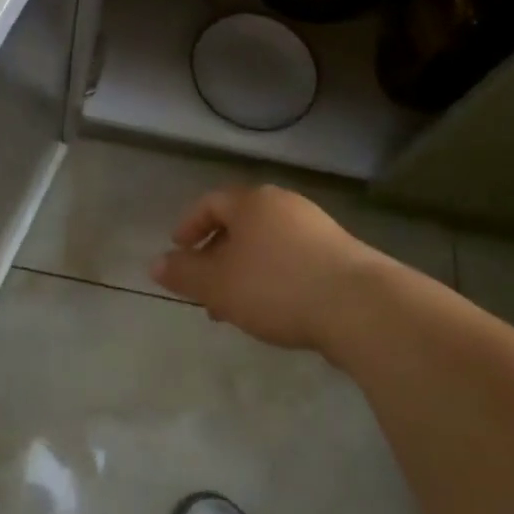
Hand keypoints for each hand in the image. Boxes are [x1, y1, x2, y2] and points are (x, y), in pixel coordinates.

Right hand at [151, 185, 386, 352]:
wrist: (358, 304)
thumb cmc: (277, 285)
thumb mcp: (219, 284)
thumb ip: (185, 274)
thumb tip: (155, 264)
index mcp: (252, 202)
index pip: (211, 203)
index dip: (190, 226)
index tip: (177, 252)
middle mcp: (283, 204)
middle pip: (240, 223)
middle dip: (218, 256)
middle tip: (205, 290)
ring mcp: (315, 226)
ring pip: (266, 244)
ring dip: (245, 271)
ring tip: (236, 309)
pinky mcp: (339, 253)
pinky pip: (293, 258)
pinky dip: (274, 277)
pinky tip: (275, 310)